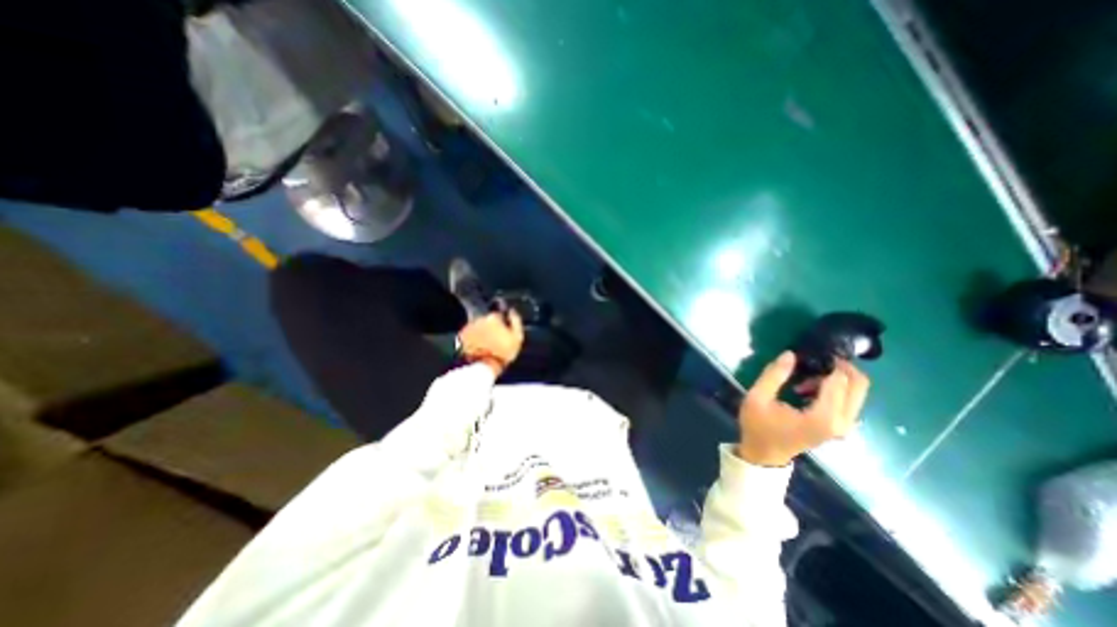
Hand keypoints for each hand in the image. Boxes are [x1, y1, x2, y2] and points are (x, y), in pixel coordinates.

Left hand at [456, 308, 525, 373]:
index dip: (503, 323)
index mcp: (494, 317)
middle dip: (492, 327)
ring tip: (487, 345)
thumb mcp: (517, 337)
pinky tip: (479, 347)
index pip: (500, 314)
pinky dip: (474, 338)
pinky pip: (470, 334)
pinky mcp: (462, 336)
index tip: (505, 332)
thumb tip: (512, 312)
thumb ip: (516, 321)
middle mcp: (480, 318)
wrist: (482, 367)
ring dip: (483, 332)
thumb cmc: (502, 353)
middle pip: (488, 320)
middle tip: (496, 340)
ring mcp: (469, 326)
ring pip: (479, 326)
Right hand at [741, 352, 872, 465]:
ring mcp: (843, 427)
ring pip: (857, 393)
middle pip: (859, 386)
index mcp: (822, 417)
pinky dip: (835, 388)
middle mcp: (841, 422)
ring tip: (804, 378)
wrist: (764, 454)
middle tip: (816, 358)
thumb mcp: (757, 397)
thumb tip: (791, 354)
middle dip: (841, 367)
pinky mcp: (840, 428)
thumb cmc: (758, 425)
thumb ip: (774, 375)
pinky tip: (809, 389)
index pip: (840, 381)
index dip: (830, 362)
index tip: (813, 350)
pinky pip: (849, 401)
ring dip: (836, 379)